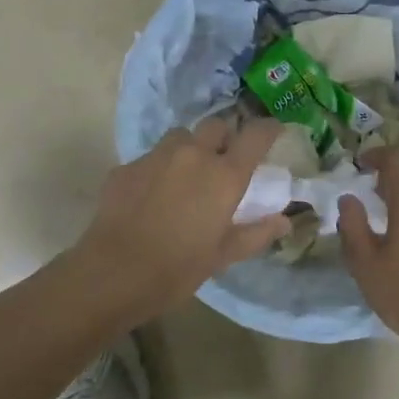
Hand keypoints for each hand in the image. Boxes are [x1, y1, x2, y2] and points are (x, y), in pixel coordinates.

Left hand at [72, 116, 291, 318]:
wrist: (114, 273)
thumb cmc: (178, 268)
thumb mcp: (223, 255)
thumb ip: (256, 233)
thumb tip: (284, 221)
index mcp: (224, 175)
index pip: (256, 135)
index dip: (269, 129)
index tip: (274, 132)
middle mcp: (193, 154)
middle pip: (216, 126)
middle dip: (224, 137)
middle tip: (224, 160)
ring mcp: (156, 156)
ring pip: (180, 136)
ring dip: (190, 148)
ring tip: (186, 174)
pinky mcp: (127, 166)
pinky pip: (150, 157)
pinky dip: (159, 168)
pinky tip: (152, 194)